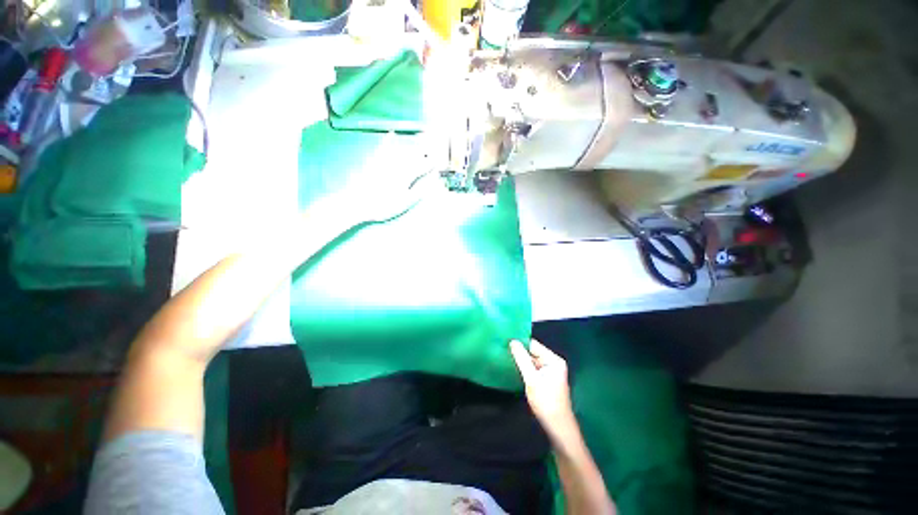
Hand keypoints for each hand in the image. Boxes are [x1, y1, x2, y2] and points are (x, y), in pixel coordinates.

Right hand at [510, 339, 579, 443]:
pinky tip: (514, 369)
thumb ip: (522, 358)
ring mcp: (551, 372)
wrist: (558, 427)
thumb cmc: (545, 401)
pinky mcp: (546, 380)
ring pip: (532, 361)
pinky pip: (533, 369)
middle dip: (520, 353)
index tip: (504, 343)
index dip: (520, 344)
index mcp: (553, 359)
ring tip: (505, 358)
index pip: (534, 345)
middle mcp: (553, 363)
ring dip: (521, 361)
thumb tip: (513, 341)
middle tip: (502, 351)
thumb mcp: (531, 379)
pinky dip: (525, 369)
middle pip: (533, 352)